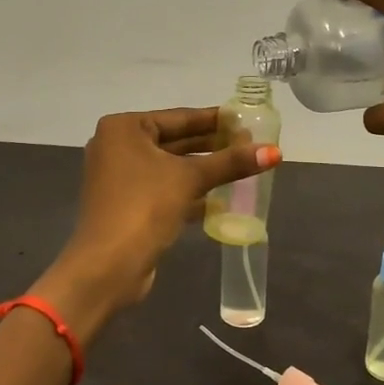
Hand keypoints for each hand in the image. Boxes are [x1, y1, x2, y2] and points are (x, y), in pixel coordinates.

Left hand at [33, 107, 280, 329]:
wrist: (108, 266)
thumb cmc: (144, 207)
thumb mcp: (190, 179)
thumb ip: (231, 163)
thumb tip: (275, 152)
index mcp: (124, 128)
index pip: (179, 117)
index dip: (215, 120)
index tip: (245, 120)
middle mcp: (117, 147)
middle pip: (174, 141)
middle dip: (211, 146)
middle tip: (250, 144)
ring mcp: (119, 177)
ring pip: (170, 167)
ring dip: (203, 170)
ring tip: (243, 168)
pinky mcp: (127, 205)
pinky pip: (164, 189)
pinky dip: (189, 192)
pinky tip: (221, 198)